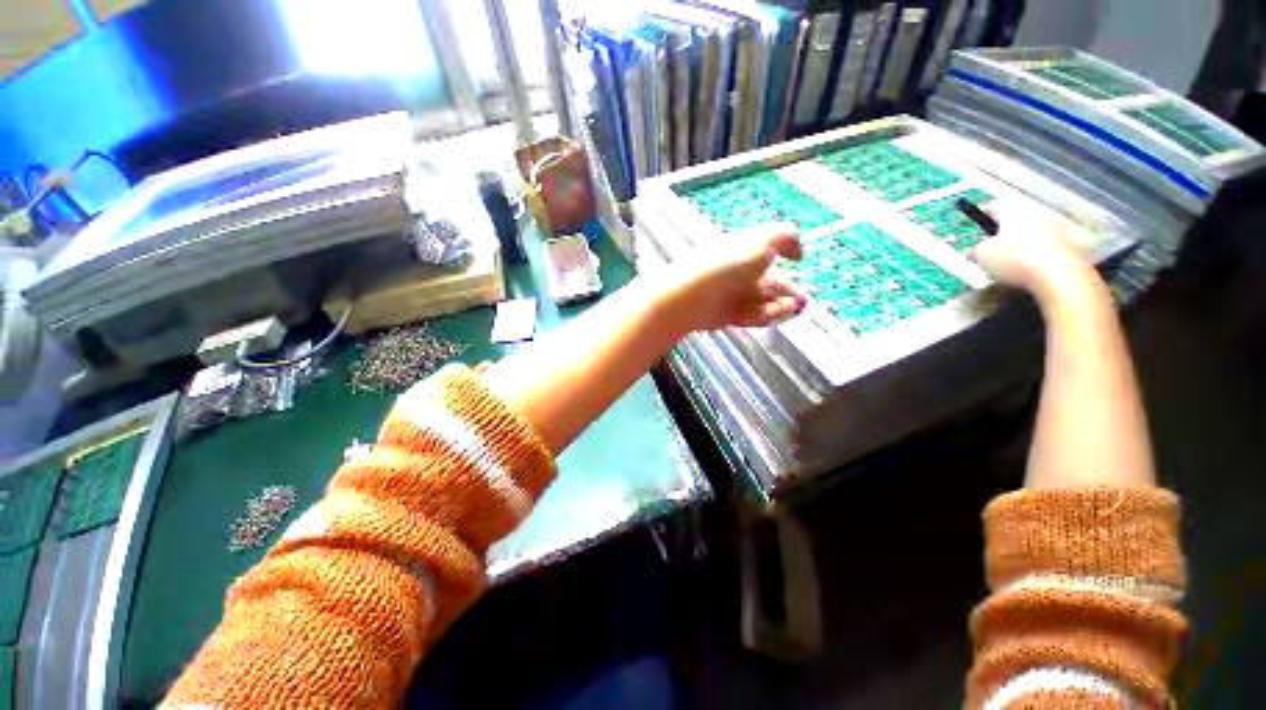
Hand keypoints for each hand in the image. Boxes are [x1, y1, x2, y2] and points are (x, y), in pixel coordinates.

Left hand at [661, 224, 807, 331]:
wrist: (693, 296)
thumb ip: (786, 237)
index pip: (771, 258)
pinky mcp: (729, 316)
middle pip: (772, 286)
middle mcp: (741, 273)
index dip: (787, 260)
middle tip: (799, 305)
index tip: (800, 276)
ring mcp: (735, 296)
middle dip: (789, 295)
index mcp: (745, 251)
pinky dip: (761, 318)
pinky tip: (762, 317)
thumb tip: (799, 252)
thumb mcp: (763, 239)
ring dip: (778, 309)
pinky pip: (753, 317)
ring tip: (781, 310)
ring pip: (766, 303)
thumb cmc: (729, 264)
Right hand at [972, 208, 1105, 308]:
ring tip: (1018, 261)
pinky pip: (1053, 246)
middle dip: (1009, 230)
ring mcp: (1058, 227)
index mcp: (1013, 212)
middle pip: (1019, 219)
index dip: (984, 215)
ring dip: (1029, 241)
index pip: (995, 207)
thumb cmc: (1014, 259)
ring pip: (1037, 231)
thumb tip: (980, 249)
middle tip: (998, 247)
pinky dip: (1044, 255)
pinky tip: (1037, 269)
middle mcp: (1037, 214)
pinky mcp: (1074, 244)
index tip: (980, 225)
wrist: (1059, 275)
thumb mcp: (981, 255)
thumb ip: (978, 249)